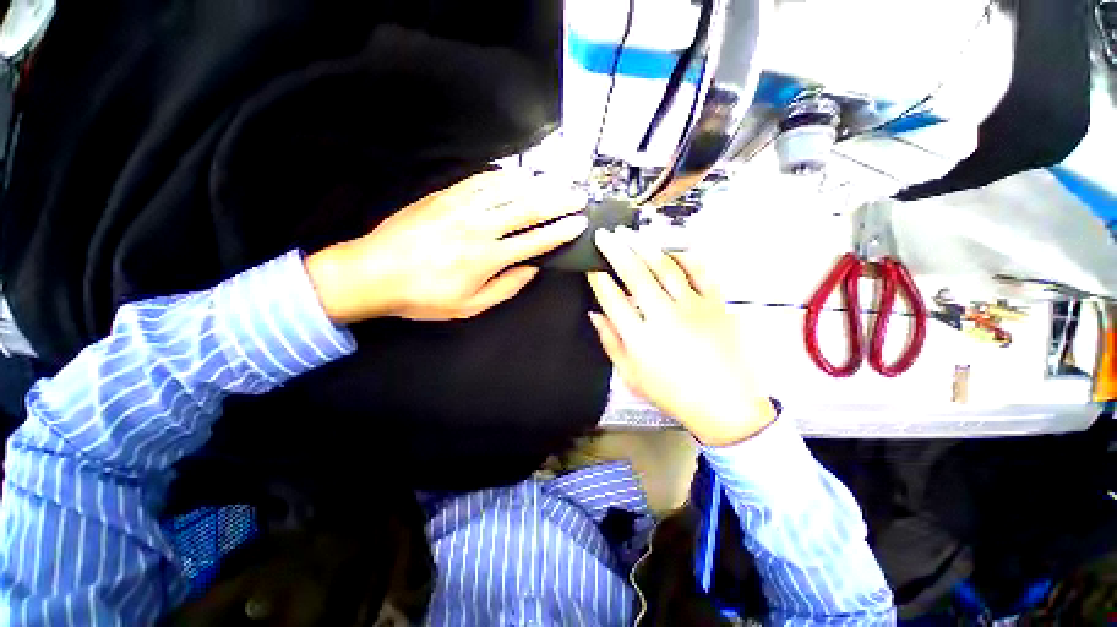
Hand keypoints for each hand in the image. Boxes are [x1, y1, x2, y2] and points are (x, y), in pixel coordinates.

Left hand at [306, 171, 587, 322]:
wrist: (374, 272)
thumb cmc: (424, 296)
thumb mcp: (470, 306)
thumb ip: (506, 287)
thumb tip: (532, 269)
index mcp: (488, 257)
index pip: (535, 240)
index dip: (561, 231)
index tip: (579, 222)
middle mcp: (480, 227)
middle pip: (528, 208)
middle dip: (559, 201)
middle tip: (579, 195)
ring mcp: (461, 206)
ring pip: (508, 189)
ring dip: (537, 184)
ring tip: (557, 181)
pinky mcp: (445, 195)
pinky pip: (481, 180)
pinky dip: (504, 177)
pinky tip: (518, 176)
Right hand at [587, 227, 775, 446]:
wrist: (725, 405)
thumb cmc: (672, 393)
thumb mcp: (631, 376)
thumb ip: (610, 342)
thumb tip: (594, 314)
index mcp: (640, 337)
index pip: (612, 298)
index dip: (598, 278)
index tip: (591, 265)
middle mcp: (664, 316)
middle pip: (635, 274)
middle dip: (616, 250)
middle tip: (605, 235)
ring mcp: (693, 307)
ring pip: (665, 267)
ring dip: (645, 247)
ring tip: (631, 234)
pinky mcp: (717, 304)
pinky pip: (700, 272)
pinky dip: (685, 257)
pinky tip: (672, 250)